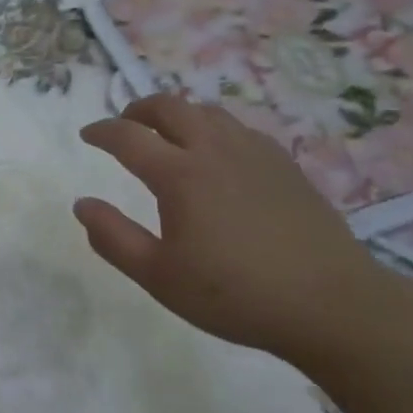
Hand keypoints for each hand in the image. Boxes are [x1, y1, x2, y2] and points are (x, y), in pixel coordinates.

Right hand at [74, 93, 388, 364]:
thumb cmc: (235, 295)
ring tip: (168, 134)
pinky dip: (213, 128)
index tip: (87, 134)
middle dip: (138, 109)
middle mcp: (213, 150)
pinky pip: (238, 128)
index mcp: (179, 174)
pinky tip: (218, 153)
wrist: (330, 305)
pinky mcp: (283, 164)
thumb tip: (82, 204)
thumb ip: (113, 238)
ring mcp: (253, 152)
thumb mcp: (159, 277)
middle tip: (125, 124)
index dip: (101, 131)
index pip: (127, 137)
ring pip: (206, 111)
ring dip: (177, 114)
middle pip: (168, 107)